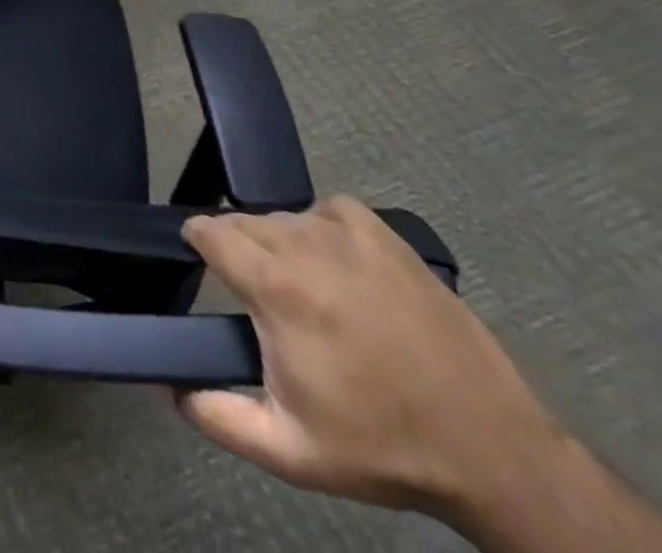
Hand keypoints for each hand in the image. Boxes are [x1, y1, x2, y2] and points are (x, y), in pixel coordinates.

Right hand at [178, 196, 561, 517]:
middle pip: (243, 220)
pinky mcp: (385, 235)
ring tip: (297, 283)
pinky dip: (320, 227)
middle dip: (236, 245)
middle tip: (253, 291)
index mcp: (276, 287)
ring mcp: (349, 235)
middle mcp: (305, 245)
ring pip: (284, 216)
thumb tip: (170, 386)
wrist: (492, 450)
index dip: (195, 241)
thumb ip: (217, 416)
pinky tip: (336, 263)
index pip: (208, 230)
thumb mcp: (291, 451)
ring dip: (276, 240)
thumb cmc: (382, 446)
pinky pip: (328, 210)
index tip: (200, 261)